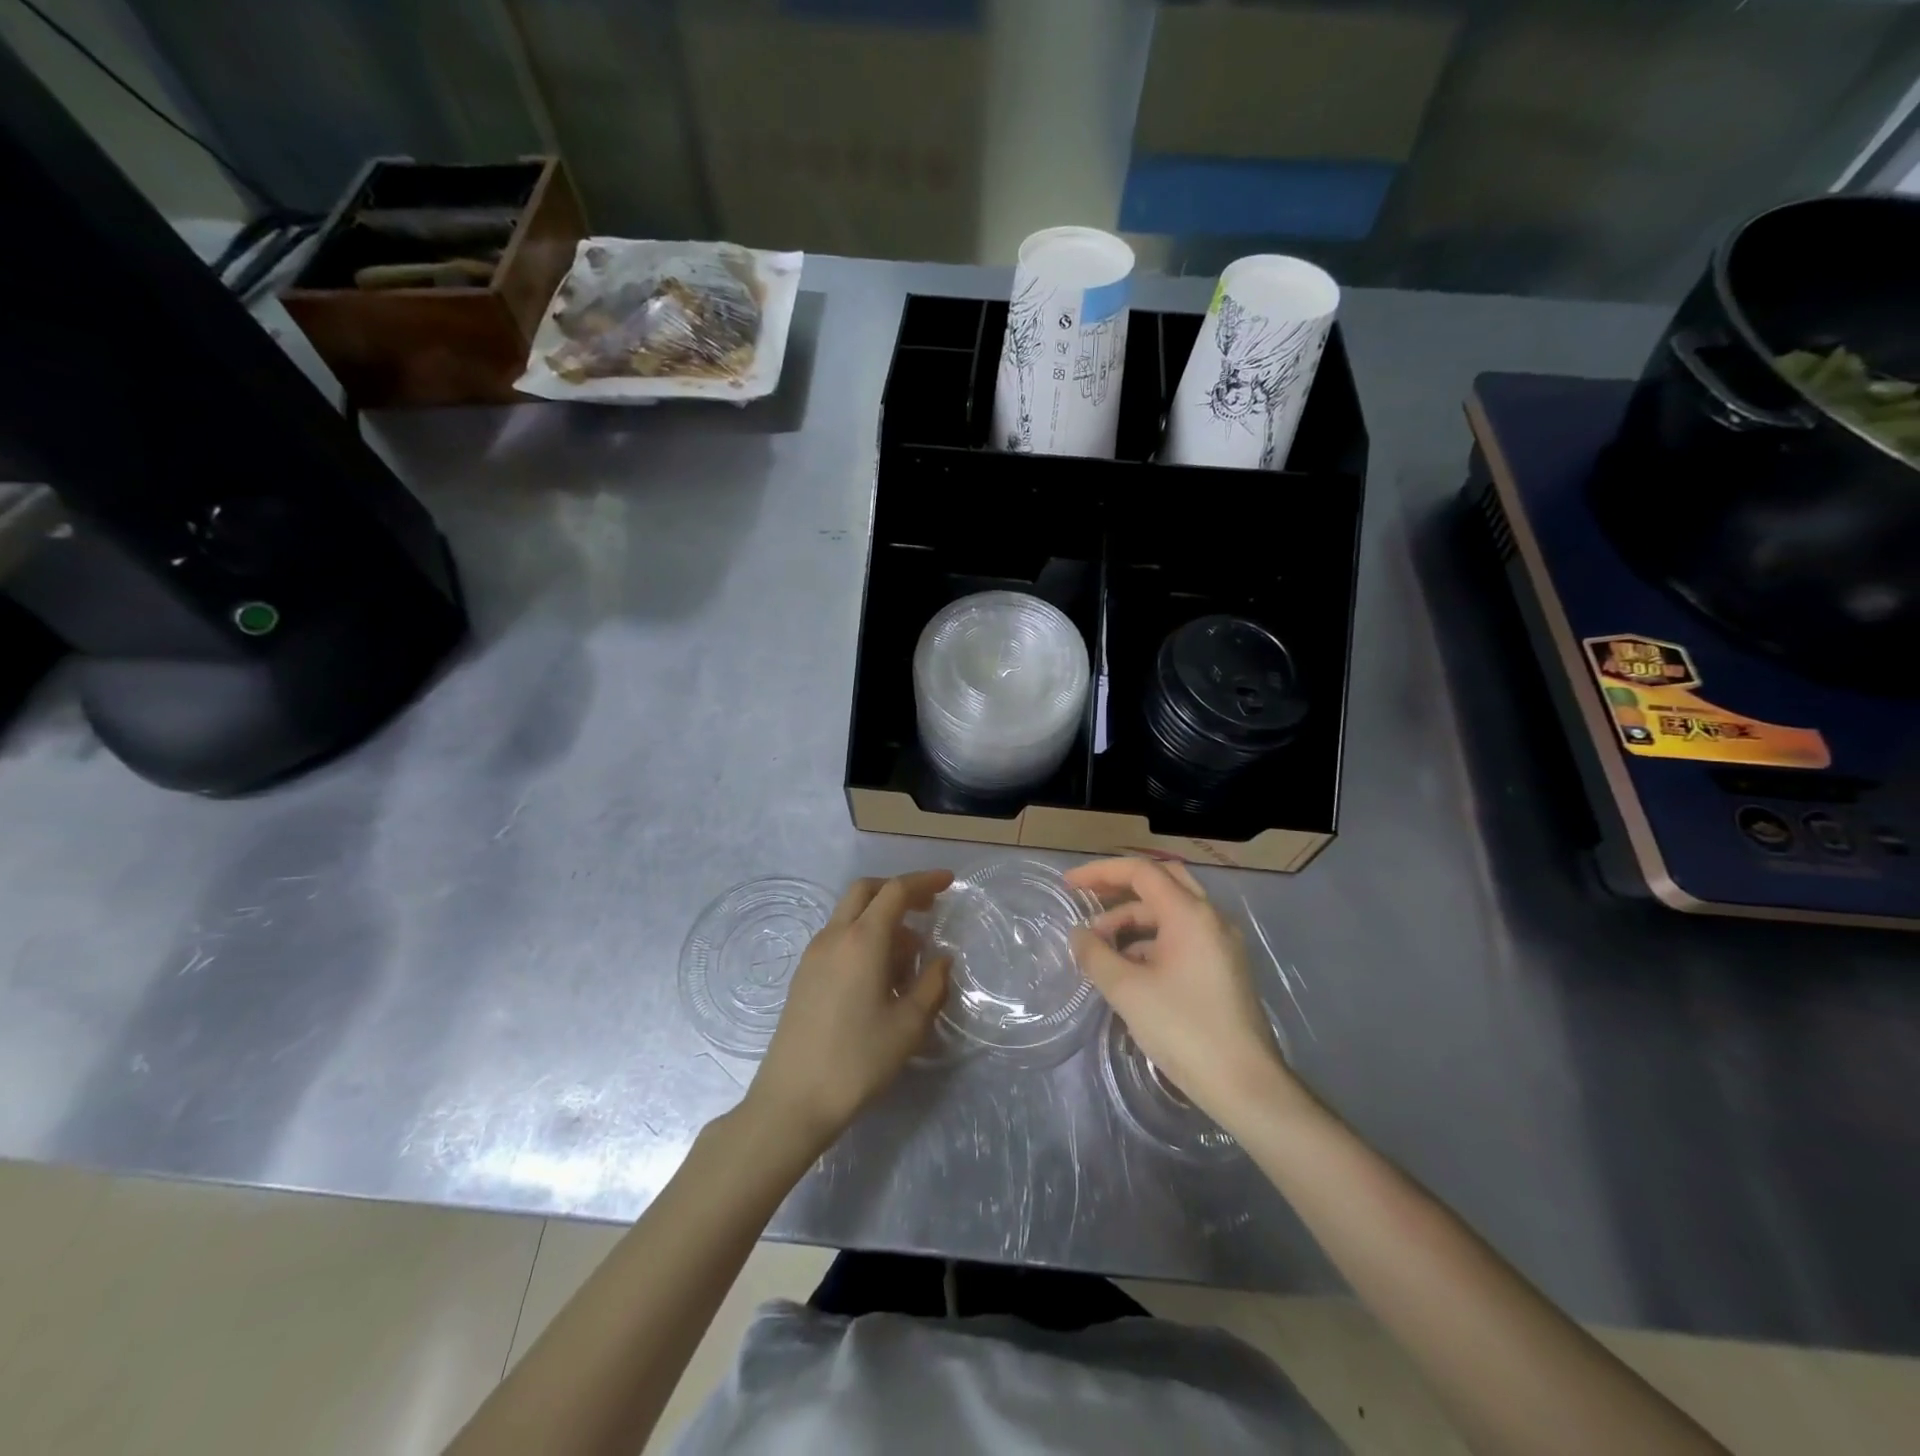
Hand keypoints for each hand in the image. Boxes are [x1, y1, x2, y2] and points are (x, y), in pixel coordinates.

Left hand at [746, 870, 951, 1153]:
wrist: (793, 1099)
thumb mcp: (908, 1025)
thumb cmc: (858, 1060)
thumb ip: (931, 984)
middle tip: (927, 907)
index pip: (895, 891)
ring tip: (910, 954)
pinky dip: (864, 937)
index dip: (924, 881)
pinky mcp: (804, 975)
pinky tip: (881, 974)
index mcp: (862, 940)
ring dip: (881, 918)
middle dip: (898, 890)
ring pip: (850, 915)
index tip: (948, 882)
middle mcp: (835, 936)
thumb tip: (941, 959)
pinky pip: (839, 938)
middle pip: (866, 891)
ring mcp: (814, 954)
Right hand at [1068, 858, 1303, 1134]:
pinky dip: (1152, 941)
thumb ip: (1096, 954)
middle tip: (1087, 899)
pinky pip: (1182, 936)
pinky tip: (1129, 967)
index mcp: (1190, 914)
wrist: (1244, 1084)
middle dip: (1120, 887)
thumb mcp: (1127, 990)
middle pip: (1161, 881)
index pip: (1141, 872)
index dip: (1101, 872)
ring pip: (1171, 912)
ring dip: (1134, 920)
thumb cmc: (1183, 1029)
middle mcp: (1211, 918)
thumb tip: (1079, 935)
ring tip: (1101, 947)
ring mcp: (1221, 943)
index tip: (1069, 885)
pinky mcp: (1224, 967)